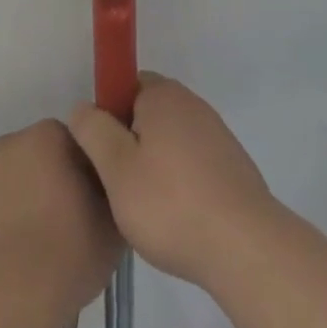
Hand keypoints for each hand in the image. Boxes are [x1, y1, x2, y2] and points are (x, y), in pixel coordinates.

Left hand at [0, 120, 120, 321]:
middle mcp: (6, 140)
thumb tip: (102, 190)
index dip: (73, 173)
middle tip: (44, 227)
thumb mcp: (112, 227)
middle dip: (32, 180)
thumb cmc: (67, 258)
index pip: (66, 143)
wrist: (5, 300)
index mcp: (49, 137)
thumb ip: (108, 195)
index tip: (78, 206)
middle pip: (23, 154)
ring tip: (1, 238)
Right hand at [67, 72, 280, 292]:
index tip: (102, 151)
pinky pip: (192, 161)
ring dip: (154, 162)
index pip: (128, 83)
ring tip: (144, 206)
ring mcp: (216, 133)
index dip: (109, 112)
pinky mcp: (230, 164)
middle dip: (130, 140)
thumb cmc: (170, 202)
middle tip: (118, 182)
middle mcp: (192, 104)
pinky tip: (174, 215)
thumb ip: (94, 131)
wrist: (243, 244)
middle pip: (149, 112)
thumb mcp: (116, 168)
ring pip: (170, 139)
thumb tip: (83, 107)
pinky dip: (179, 179)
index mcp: (164, 96)